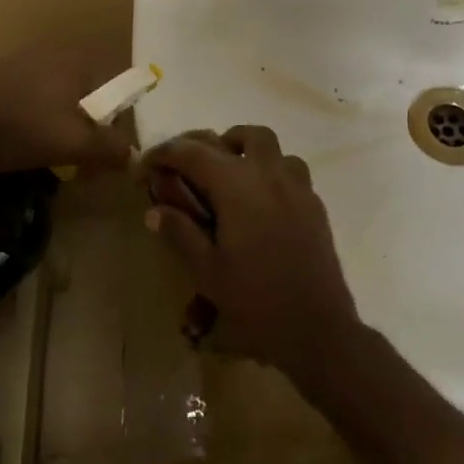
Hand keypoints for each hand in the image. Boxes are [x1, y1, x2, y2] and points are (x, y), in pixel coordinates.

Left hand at [0, 47, 134, 174]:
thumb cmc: (20, 127)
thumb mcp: (72, 144)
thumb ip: (108, 148)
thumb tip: (133, 156)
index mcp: (79, 62)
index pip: (117, 89)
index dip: (116, 125)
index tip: (105, 154)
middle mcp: (56, 54)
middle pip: (88, 94)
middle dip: (88, 129)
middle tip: (80, 161)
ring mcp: (25, 62)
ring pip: (60, 98)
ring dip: (62, 128)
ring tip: (50, 158)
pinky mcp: (0, 77)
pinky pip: (34, 99)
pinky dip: (37, 121)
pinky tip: (22, 144)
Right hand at [141, 126, 361, 377]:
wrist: (317, 328)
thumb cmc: (256, 300)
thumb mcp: (207, 271)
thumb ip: (180, 234)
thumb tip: (154, 210)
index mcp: (236, 185)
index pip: (193, 153)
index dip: (165, 154)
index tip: (145, 166)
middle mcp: (267, 172)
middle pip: (239, 136)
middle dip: (210, 143)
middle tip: (189, 167)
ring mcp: (296, 185)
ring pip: (271, 146)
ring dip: (247, 150)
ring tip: (230, 175)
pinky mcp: (314, 202)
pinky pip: (290, 169)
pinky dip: (270, 171)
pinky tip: (261, 200)